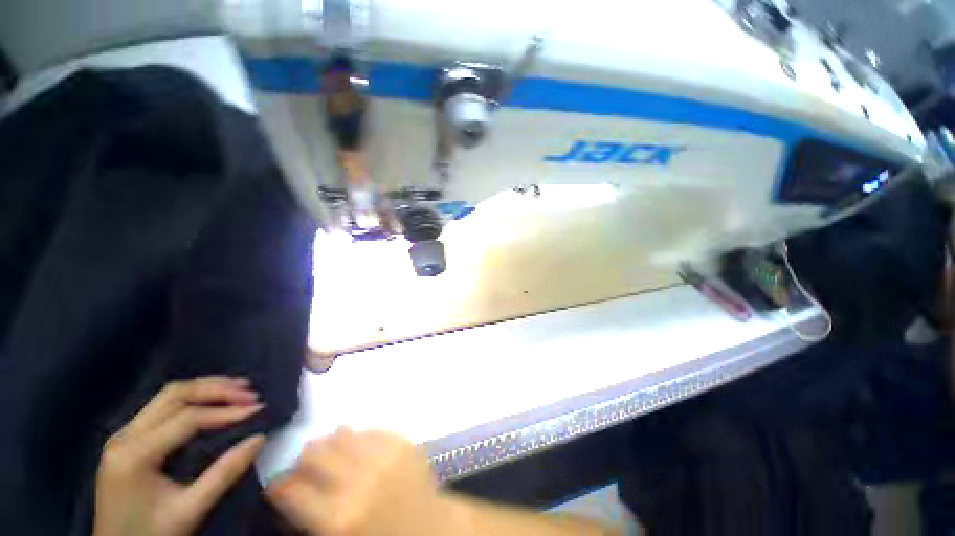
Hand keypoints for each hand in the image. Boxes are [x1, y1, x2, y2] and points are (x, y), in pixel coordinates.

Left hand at [93, 377, 265, 535]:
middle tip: (249, 392)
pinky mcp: (127, 439)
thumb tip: (259, 438)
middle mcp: (125, 436)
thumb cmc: (151, 535)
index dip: (225, 411)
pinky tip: (210, 402)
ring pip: (167, 396)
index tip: (258, 409)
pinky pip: (162, 407)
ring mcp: (123, 435)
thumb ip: (223, 474)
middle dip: (216, 389)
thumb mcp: (189, 510)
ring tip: (238, 388)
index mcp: (134, 455)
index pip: (186, 419)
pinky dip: (191, 399)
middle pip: (173, 395)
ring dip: (205, 389)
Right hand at [267, 428, 456, 535]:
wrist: (433, 529)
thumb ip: (308, 519)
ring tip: (335, 458)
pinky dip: (359, 440)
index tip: (280, 486)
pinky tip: (361, 452)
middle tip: (308, 470)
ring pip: (340, 434)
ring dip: (331, 446)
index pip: (290, 489)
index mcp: (337, 518)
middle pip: (314, 452)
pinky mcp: (401, 442)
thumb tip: (286, 492)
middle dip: (304, 462)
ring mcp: (383, 456)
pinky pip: (369, 430)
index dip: (279, 485)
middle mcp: (358, 481)